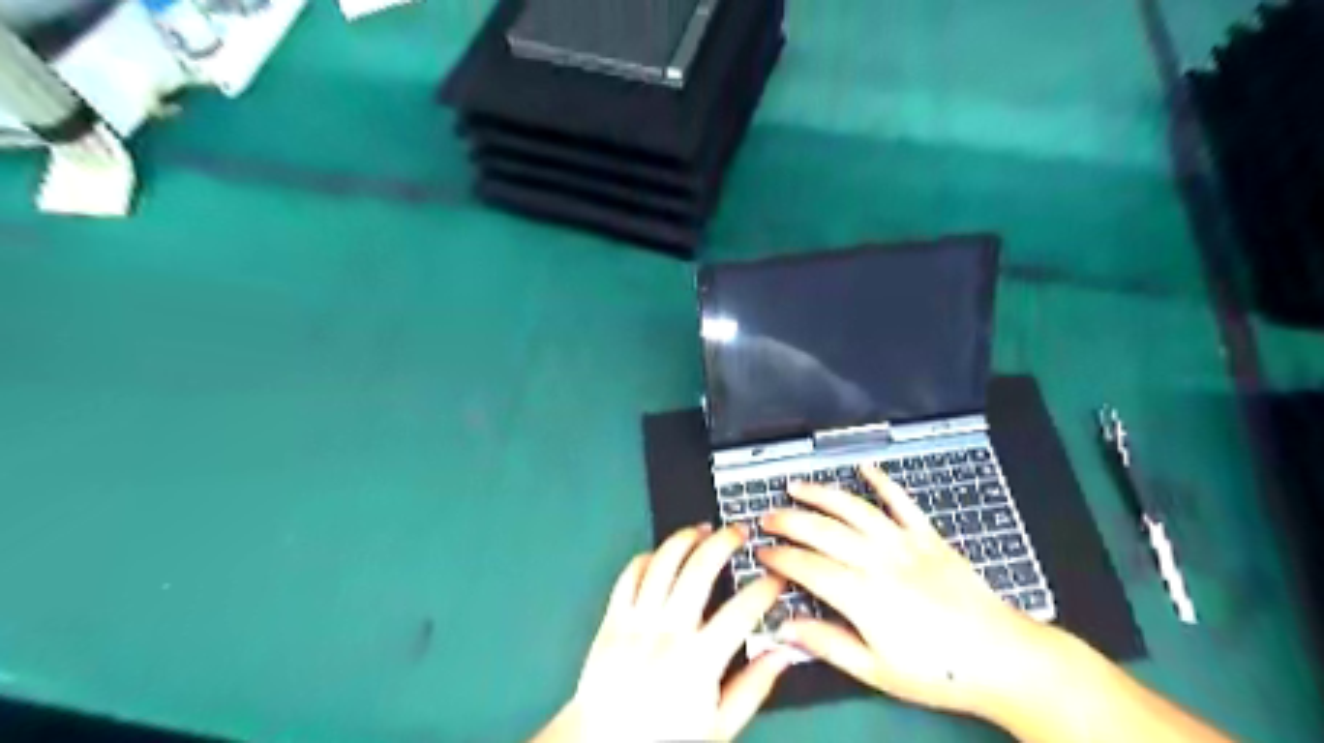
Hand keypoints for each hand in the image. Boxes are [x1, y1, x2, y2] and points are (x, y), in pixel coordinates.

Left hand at [534, 521, 795, 742]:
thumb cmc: (661, 740)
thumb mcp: (717, 727)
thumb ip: (752, 688)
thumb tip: (782, 654)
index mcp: (698, 662)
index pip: (742, 611)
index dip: (765, 588)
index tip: (776, 579)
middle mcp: (667, 633)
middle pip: (700, 568)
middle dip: (725, 542)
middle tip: (740, 533)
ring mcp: (636, 621)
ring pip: (664, 561)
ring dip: (686, 537)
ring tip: (704, 530)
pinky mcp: (613, 617)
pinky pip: (631, 573)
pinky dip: (649, 556)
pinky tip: (663, 554)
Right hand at [756, 471, 1055, 719]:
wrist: (1002, 658)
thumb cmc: (938, 672)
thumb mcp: (877, 671)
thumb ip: (827, 644)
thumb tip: (784, 629)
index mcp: (863, 596)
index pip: (807, 567)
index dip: (779, 557)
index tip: (761, 554)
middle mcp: (879, 561)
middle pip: (823, 531)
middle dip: (788, 521)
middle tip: (767, 518)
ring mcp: (904, 544)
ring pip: (854, 509)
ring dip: (821, 494)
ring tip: (795, 487)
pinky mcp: (928, 536)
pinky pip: (902, 502)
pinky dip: (882, 481)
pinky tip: (864, 467)